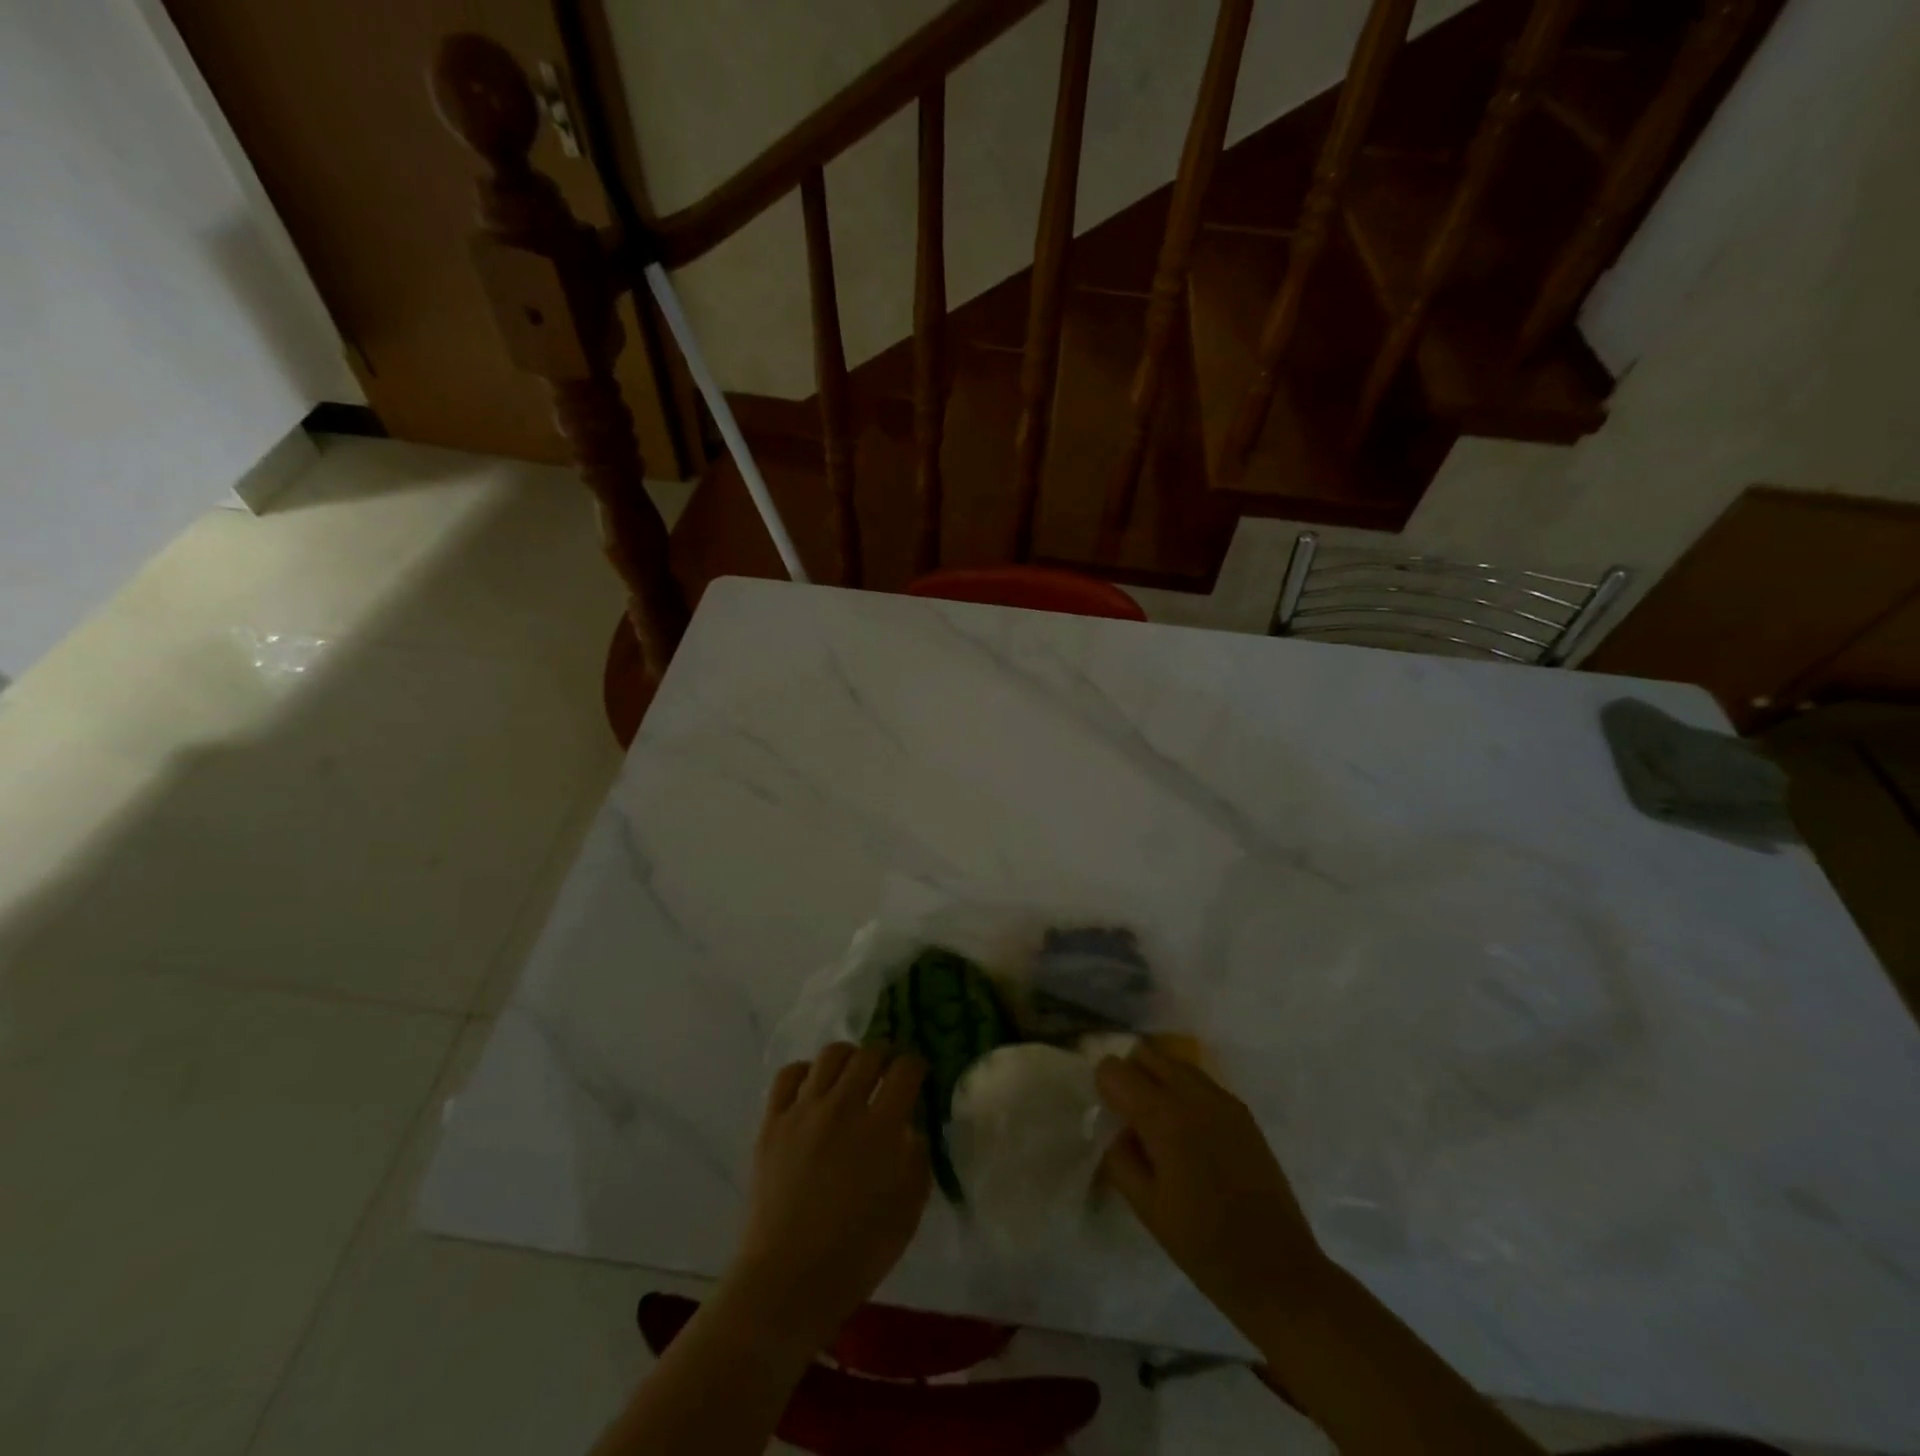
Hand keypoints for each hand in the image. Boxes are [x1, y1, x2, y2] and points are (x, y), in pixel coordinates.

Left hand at [726, 1043, 931, 1352]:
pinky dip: (806, 1072)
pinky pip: (790, 1074)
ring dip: (850, 1057)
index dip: (917, 1065)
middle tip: (888, 1071)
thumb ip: (917, 1158)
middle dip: (886, 1055)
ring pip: (831, 1054)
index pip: (906, 1069)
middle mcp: (843, 1106)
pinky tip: (814, 1087)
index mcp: (881, 1127)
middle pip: (869, 1054)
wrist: (787, 1281)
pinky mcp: (772, 1121)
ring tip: (853, 1073)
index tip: (918, 1074)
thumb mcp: (908, 1210)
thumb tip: (911, 1127)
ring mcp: (804, 1110)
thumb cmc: (857, 1253)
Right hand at [1096, 1041, 1325, 1339]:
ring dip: (1157, 1079)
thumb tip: (1114, 1127)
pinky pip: (1199, 1082)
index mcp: (1165, 1116)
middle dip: (1129, 1074)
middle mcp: (1194, 1094)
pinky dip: (1182, 1092)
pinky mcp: (1242, 1112)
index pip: (1115, 1069)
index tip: (1105, 1114)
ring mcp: (1223, 1100)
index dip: (1103, 1086)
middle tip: (1125, 1115)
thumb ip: (1119, 1155)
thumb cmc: (1203, 1245)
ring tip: (1155, 1124)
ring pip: (1174, 1063)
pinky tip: (1186, 1134)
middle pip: (1146, 1054)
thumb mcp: (1145, 1206)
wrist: (1278, 1272)